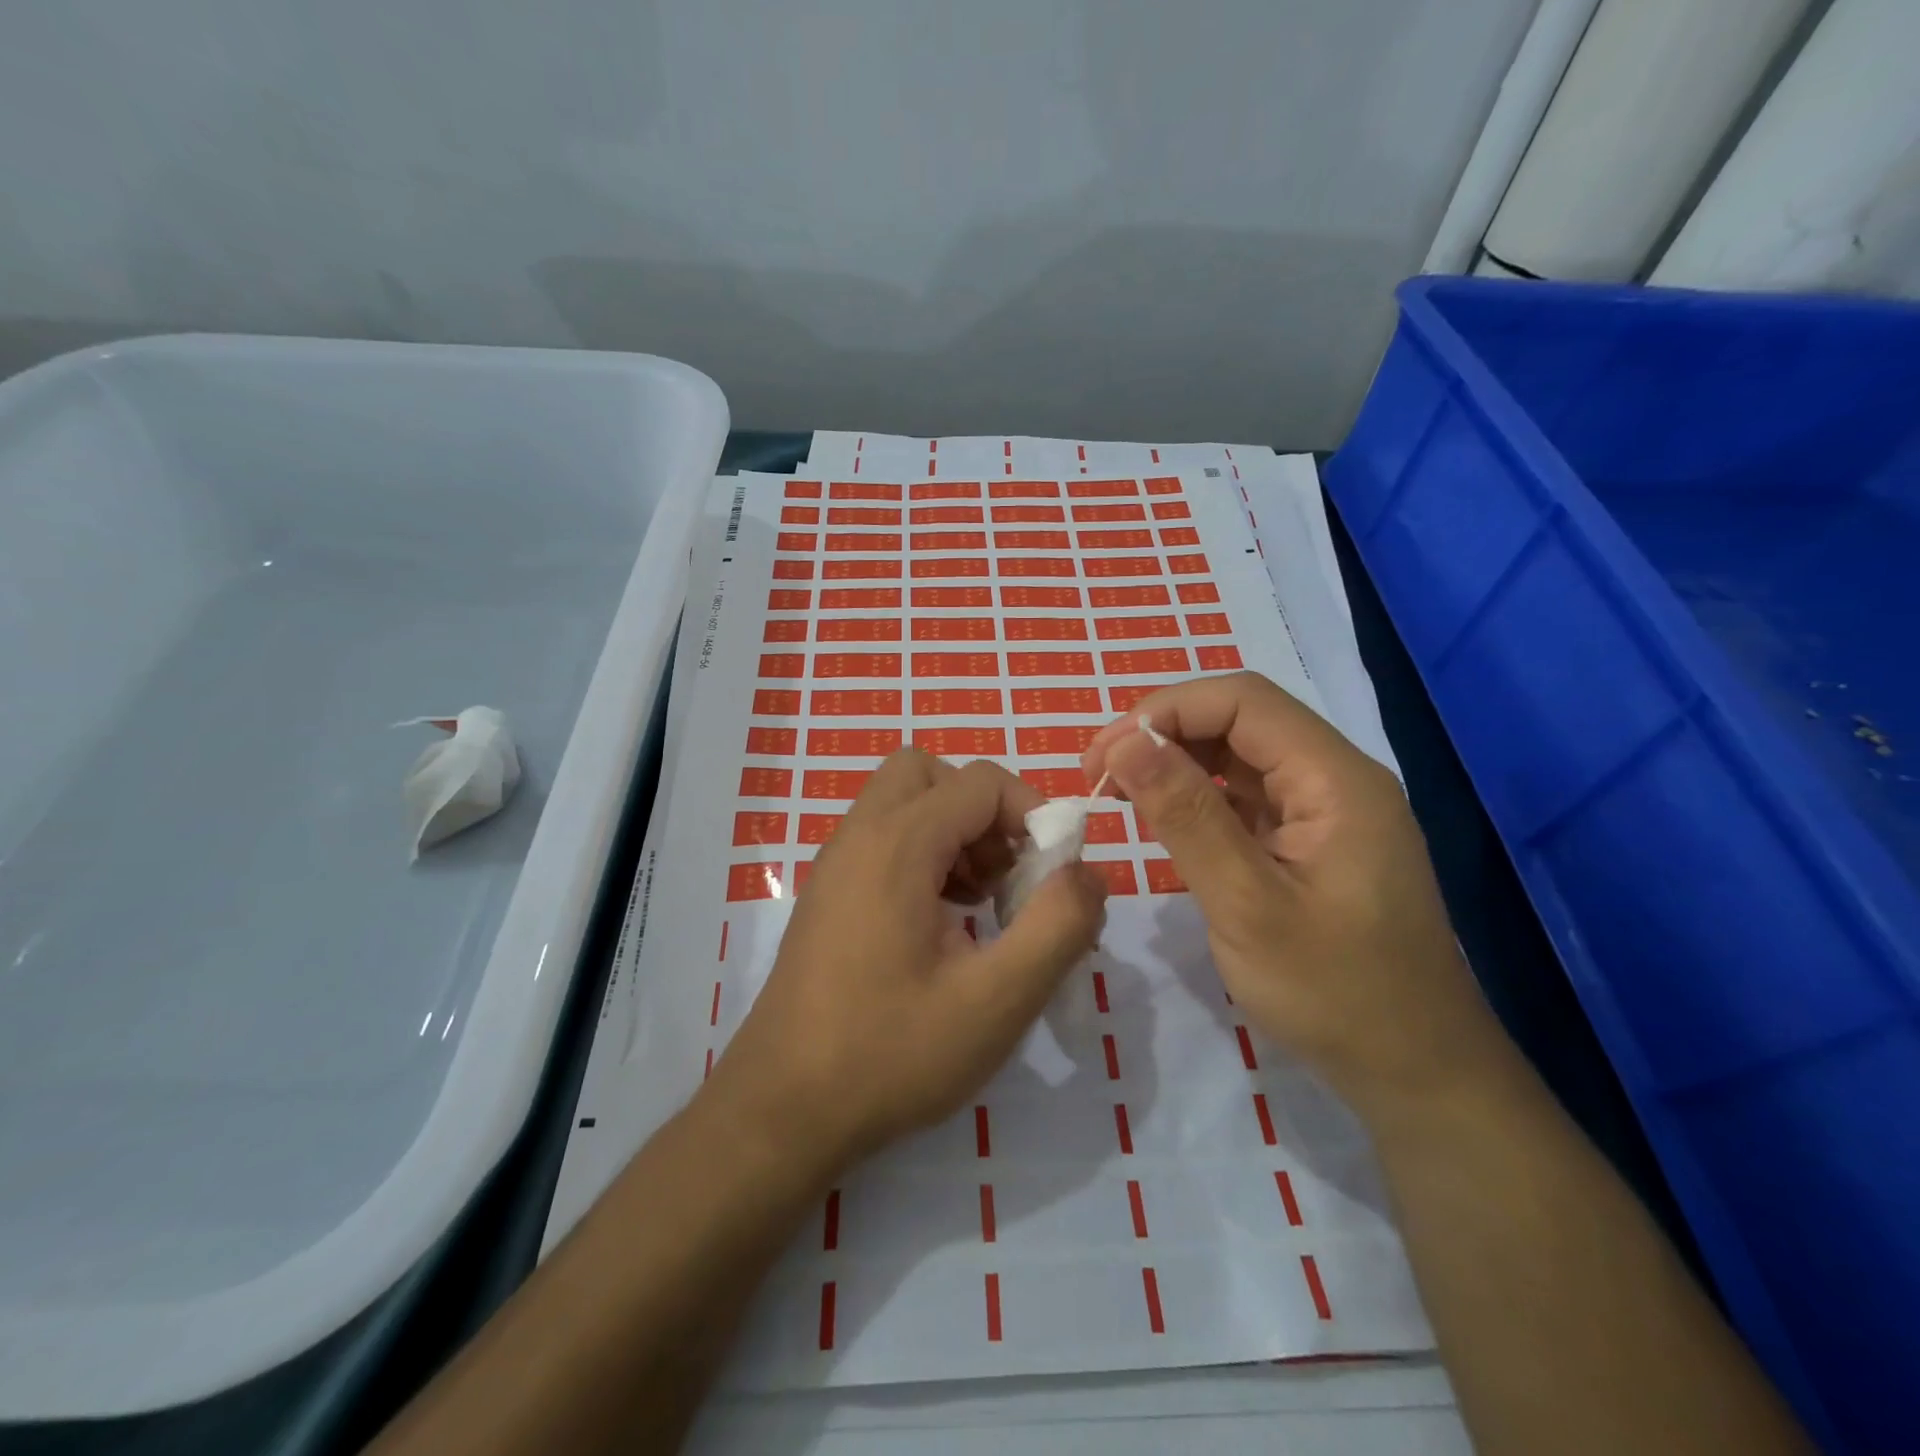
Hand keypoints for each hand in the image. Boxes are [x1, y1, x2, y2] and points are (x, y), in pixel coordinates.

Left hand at [707, 750, 1107, 1179]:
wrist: (782, 1110)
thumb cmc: (890, 1054)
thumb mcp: (997, 1000)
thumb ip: (1058, 926)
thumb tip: (1090, 873)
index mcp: (896, 844)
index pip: (980, 783)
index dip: (1032, 815)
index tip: (1054, 874)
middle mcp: (859, 837)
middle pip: (930, 775)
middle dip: (983, 811)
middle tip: (1007, 875)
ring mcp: (836, 865)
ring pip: (905, 803)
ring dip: (955, 834)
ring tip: (981, 904)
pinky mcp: (829, 895)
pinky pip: (884, 840)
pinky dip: (925, 857)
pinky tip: (944, 926)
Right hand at [1082, 672, 1499, 1120]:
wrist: (1416, 1071)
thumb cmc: (1334, 992)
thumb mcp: (1247, 905)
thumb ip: (1186, 816)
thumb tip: (1125, 742)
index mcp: (1335, 778)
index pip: (1242, 701)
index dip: (1164, 712)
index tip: (1103, 756)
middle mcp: (1334, 778)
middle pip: (1240, 720)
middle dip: (1163, 733)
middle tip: (1099, 775)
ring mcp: (1324, 809)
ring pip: (1239, 755)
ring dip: (1175, 762)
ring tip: (1118, 791)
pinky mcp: (1310, 840)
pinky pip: (1247, 795)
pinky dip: (1197, 797)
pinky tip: (1162, 818)